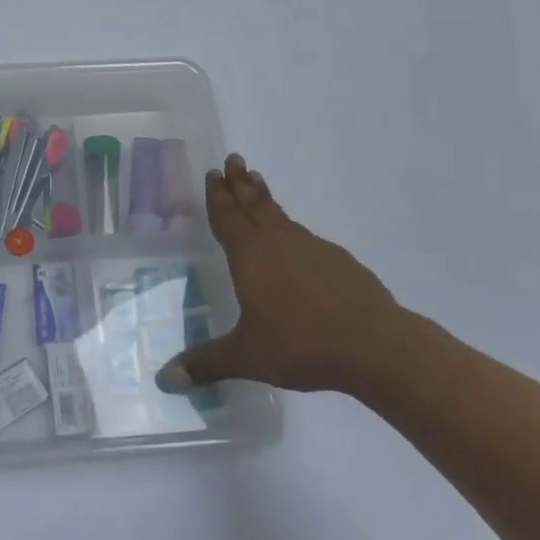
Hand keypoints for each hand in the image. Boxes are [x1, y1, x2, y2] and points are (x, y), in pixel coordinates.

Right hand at [157, 154, 405, 397]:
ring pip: (281, 216)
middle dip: (240, 183)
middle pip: (254, 204)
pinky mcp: (340, 262)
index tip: (213, 172)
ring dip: (266, 200)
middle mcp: (278, 242)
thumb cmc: (300, 344)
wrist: (375, 345)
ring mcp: (312, 248)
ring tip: (258, 185)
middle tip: (234, 159)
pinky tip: (298, 243)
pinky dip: (293, 230)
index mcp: (250, 255)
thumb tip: (164, 379)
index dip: (218, 196)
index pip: (227, 217)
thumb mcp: (247, 357)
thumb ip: (206, 363)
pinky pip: (306, 238)